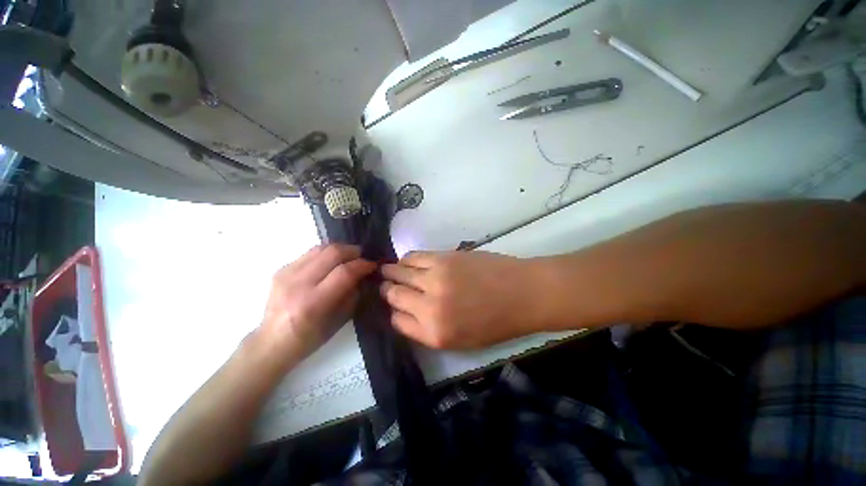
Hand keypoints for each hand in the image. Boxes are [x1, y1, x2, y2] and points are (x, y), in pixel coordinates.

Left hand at [260, 244, 375, 363]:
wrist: (272, 341)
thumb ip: (353, 294)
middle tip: (362, 257)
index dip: (362, 265)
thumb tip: (364, 275)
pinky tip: (330, 263)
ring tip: (349, 256)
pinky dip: (326, 254)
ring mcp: (286, 274)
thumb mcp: (339, 320)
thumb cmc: (310, 337)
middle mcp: (298, 284)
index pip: (344, 273)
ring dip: (340, 249)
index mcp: (313, 303)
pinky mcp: (281, 269)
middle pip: (332, 253)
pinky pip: (310, 253)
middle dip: (353, 251)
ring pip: (321, 248)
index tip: (373, 265)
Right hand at [381, 251, 547, 348]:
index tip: (394, 306)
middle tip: (386, 286)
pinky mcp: (442, 258)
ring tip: (391, 271)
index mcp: (434, 333)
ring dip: (392, 272)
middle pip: (394, 295)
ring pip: (399, 272)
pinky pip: (413, 256)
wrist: (522, 293)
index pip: (397, 321)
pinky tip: (407, 261)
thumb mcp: (461, 340)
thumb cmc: (496, 322)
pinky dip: (406, 259)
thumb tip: (407, 313)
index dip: (394, 312)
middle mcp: (429, 307)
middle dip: (387, 290)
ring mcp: (434, 279)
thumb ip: (429, 330)